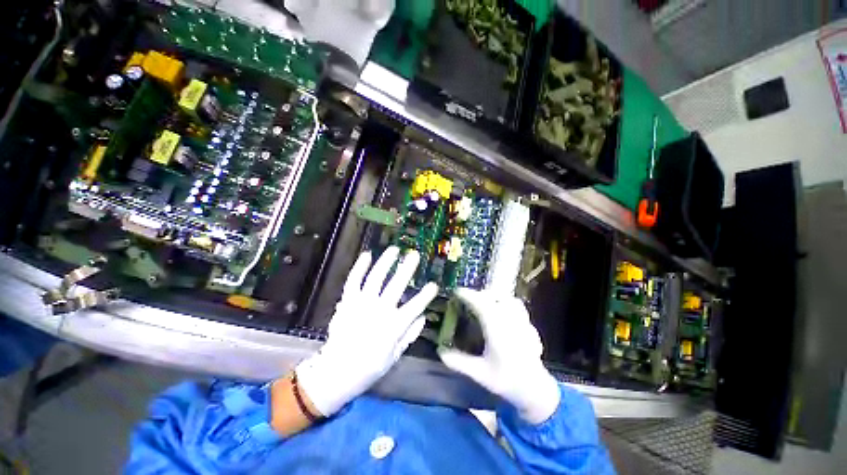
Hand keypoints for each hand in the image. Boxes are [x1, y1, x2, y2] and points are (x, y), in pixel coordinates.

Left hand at [296, 247, 437, 416]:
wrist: (336, 371)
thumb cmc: (369, 366)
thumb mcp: (395, 355)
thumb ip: (410, 335)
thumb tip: (422, 317)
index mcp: (393, 326)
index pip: (414, 307)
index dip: (426, 295)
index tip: (434, 285)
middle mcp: (379, 311)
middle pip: (396, 286)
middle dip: (407, 269)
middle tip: (414, 256)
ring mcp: (361, 304)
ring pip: (376, 278)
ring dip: (386, 262)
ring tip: (394, 250)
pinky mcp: (348, 301)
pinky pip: (354, 281)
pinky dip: (359, 267)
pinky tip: (367, 255)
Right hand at [438, 288, 560, 424]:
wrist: (535, 391)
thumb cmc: (507, 381)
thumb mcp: (480, 373)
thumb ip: (459, 362)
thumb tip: (440, 352)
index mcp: (497, 331)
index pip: (482, 304)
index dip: (469, 295)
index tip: (457, 291)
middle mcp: (510, 322)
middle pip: (495, 297)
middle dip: (480, 294)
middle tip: (468, 299)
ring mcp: (522, 322)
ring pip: (509, 299)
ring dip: (495, 296)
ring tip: (485, 302)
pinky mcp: (529, 325)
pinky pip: (518, 306)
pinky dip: (507, 303)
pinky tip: (501, 312)